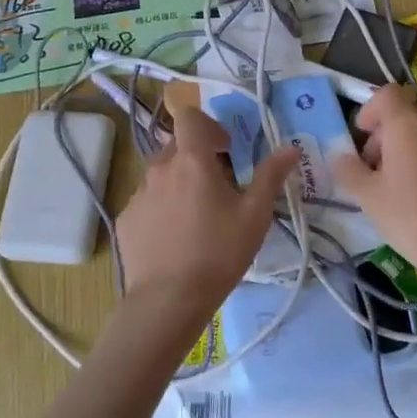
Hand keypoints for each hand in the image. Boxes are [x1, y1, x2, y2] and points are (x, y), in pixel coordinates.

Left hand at [115, 105, 298, 328]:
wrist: (168, 300)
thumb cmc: (218, 252)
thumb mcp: (255, 215)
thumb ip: (271, 175)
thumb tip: (290, 148)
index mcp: (191, 160)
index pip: (189, 117)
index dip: (208, 124)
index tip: (226, 147)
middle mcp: (160, 168)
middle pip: (177, 145)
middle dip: (198, 155)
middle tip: (219, 184)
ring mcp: (138, 194)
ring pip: (161, 173)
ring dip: (180, 181)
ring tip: (198, 215)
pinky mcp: (126, 219)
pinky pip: (148, 200)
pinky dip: (163, 207)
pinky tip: (176, 236)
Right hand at [331, 86, 416, 270]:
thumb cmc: (409, 216)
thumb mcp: (368, 196)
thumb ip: (349, 169)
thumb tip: (339, 155)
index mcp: (407, 124)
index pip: (386, 94)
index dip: (370, 110)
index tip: (362, 138)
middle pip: (405, 116)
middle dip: (386, 137)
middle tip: (374, 171)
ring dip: (409, 150)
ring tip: (400, 187)